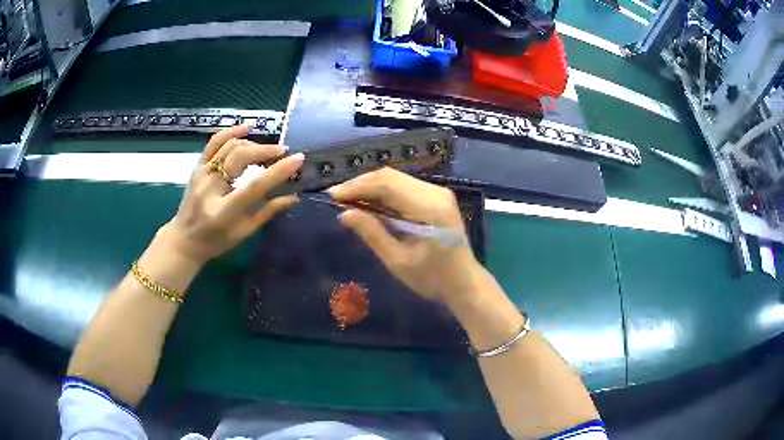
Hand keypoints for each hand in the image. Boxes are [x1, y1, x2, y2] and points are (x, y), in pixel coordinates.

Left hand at [158, 125, 303, 264]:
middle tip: (283, 153)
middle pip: (240, 157)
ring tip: (267, 151)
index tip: (297, 159)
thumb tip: (294, 196)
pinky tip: (247, 128)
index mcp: (224, 211)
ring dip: (252, 144)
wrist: (184, 240)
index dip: (277, 171)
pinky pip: (214, 143)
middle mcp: (210, 188)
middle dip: (265, 151)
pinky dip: (231, 132)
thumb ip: (268, 212)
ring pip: (229, 146)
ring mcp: (201, 174)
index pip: (254, 186)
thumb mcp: (244, 232)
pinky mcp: (197, 167)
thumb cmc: (216, 241)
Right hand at [327, 167, 484, 305]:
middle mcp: (435, 193)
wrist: (464, 283)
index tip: (332, 195)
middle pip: (391, 176)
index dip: (357, 187)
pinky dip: (383, 191)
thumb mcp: (397, 261)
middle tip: (337, 197)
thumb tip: (344, 214)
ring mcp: (438, 193)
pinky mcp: (436, 197)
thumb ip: (372, 233)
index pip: (386, 184)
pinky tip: (369, 201)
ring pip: (396, 178)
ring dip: (371, 186)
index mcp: (428, 208)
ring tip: (348, 199)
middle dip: (361, 184)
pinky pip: (404, 186)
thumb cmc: (432, 279)